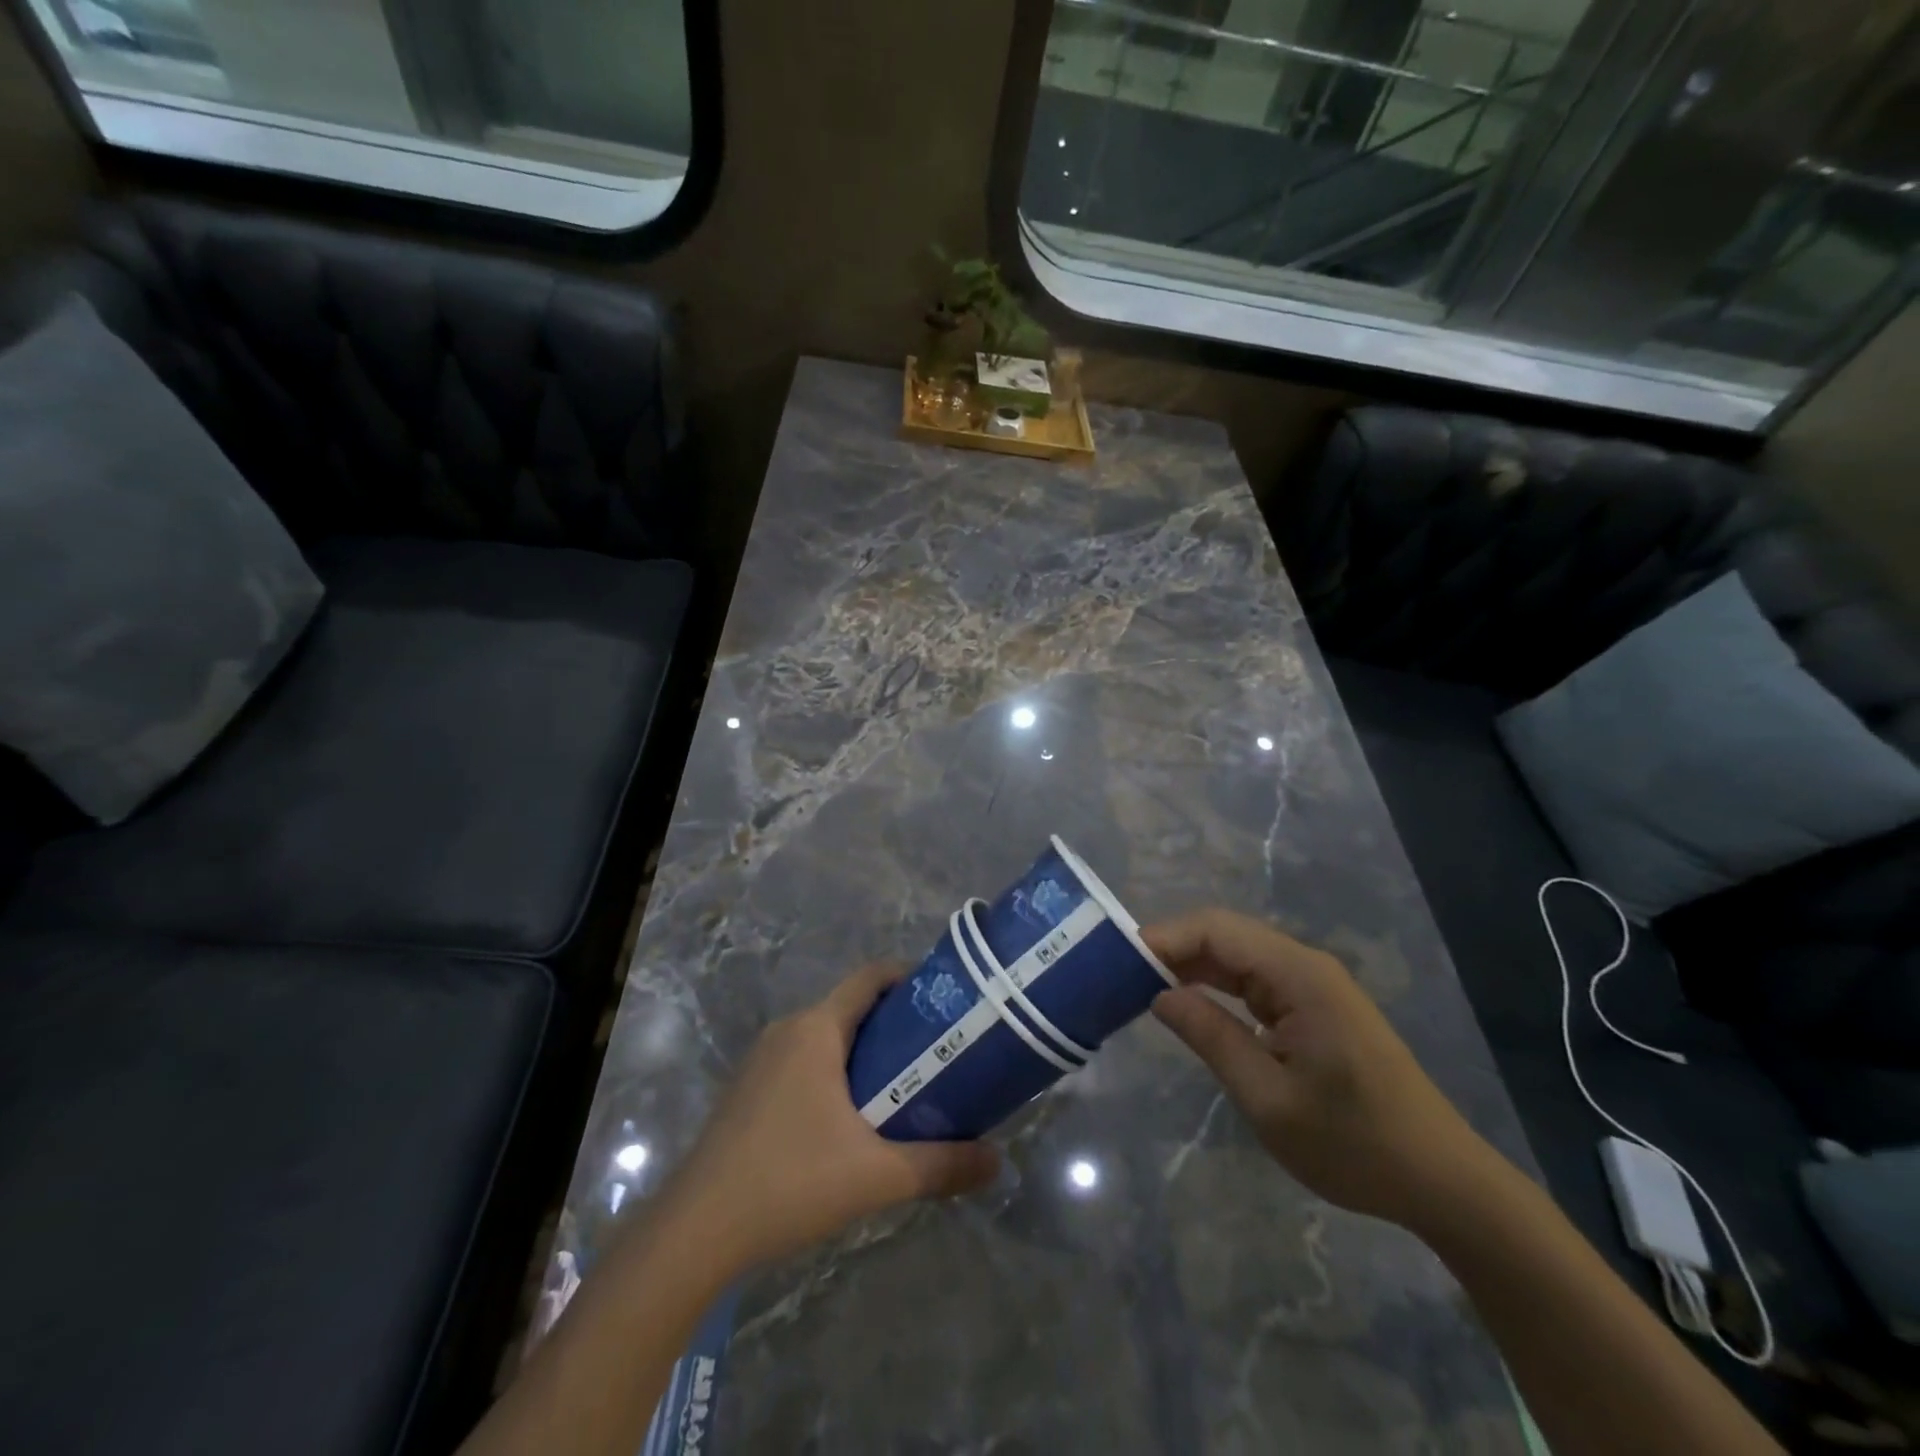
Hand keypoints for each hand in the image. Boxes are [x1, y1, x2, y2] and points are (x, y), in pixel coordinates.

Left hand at [652, 964, 1000, 1271]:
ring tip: (907, 1085)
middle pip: (852, 1008)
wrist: (694, 1233)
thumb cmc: (789, 1182)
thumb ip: (941, 1166)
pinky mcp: (748, 1090)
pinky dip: (836, 1073)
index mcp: (816, 1029)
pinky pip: (804, 1061)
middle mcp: (788, 1030)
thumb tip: (998, 1162)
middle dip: (896, 1023)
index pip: (870, 978)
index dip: (909, 977)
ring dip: (866, 1052)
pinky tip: (854, 1119)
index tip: (946, 998)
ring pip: (827, 1038)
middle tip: (939, 1051)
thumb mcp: (876, 1176)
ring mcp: (762, 1060)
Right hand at [1145, 908, 1495, 1227]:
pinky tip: (1186, 1004)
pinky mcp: (1313, 1007)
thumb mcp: (1269, 1099)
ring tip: (1138, 987)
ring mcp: (1312, 985)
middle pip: (1224, 935)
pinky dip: (1215, 987)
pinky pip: (1253, 980)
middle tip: (1118, 976)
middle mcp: (1304, 965)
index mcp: (1298, 975)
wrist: (1443, 1182)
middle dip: (1170, 949)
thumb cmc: (1356, 1145)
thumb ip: (1211, 1037)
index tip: (1116, 961)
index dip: (1163, 937)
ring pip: (1236, 956)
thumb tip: (1158, 995)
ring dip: (1190, 967)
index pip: (1215, 930)